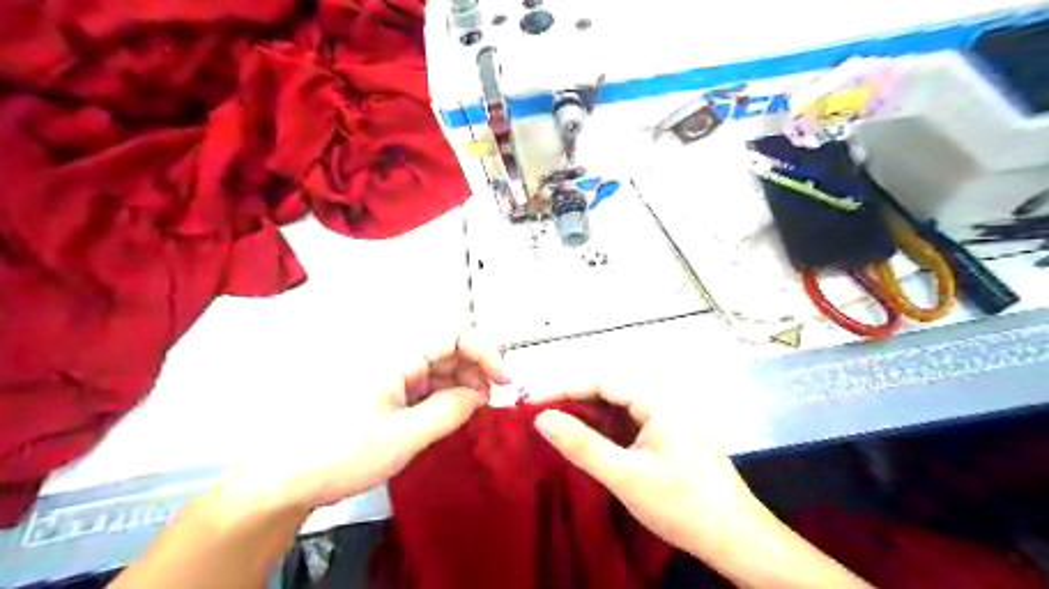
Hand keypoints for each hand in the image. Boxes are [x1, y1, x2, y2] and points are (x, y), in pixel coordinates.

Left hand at [212, 333, 508, 522]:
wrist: (287, 479)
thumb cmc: (339, 453)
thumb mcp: (403, 437)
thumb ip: (449, 411)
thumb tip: (479, 395)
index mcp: (397, 357)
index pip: (454, 334)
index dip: (485, 351)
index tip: (502, 380)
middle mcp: (395, 358)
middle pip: (449, 349)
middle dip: (475, 370)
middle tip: (488, 401)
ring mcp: (390, 375)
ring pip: (439, 367)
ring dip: (462, 384)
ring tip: (471, 411)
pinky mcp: (387, 392)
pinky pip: (426, 385)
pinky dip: (445, 397)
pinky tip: (450, 415)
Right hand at [533, 388, 762, 565]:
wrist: (737, 540)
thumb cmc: (682, 505)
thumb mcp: (626, 477)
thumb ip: (583, 445)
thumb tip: (542, 417)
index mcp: (660, 402)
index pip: (604, 380)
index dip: (566, 388)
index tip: (534, 402)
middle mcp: (667, 401)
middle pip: (613, 387)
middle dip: (577, 397)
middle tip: (546, 414)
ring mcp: (672, 417)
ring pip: (623, 403)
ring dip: (593, 410)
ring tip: (563, 424)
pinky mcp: (673, 434)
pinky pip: (634, 418)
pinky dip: (610, 424)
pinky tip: (597, 439)